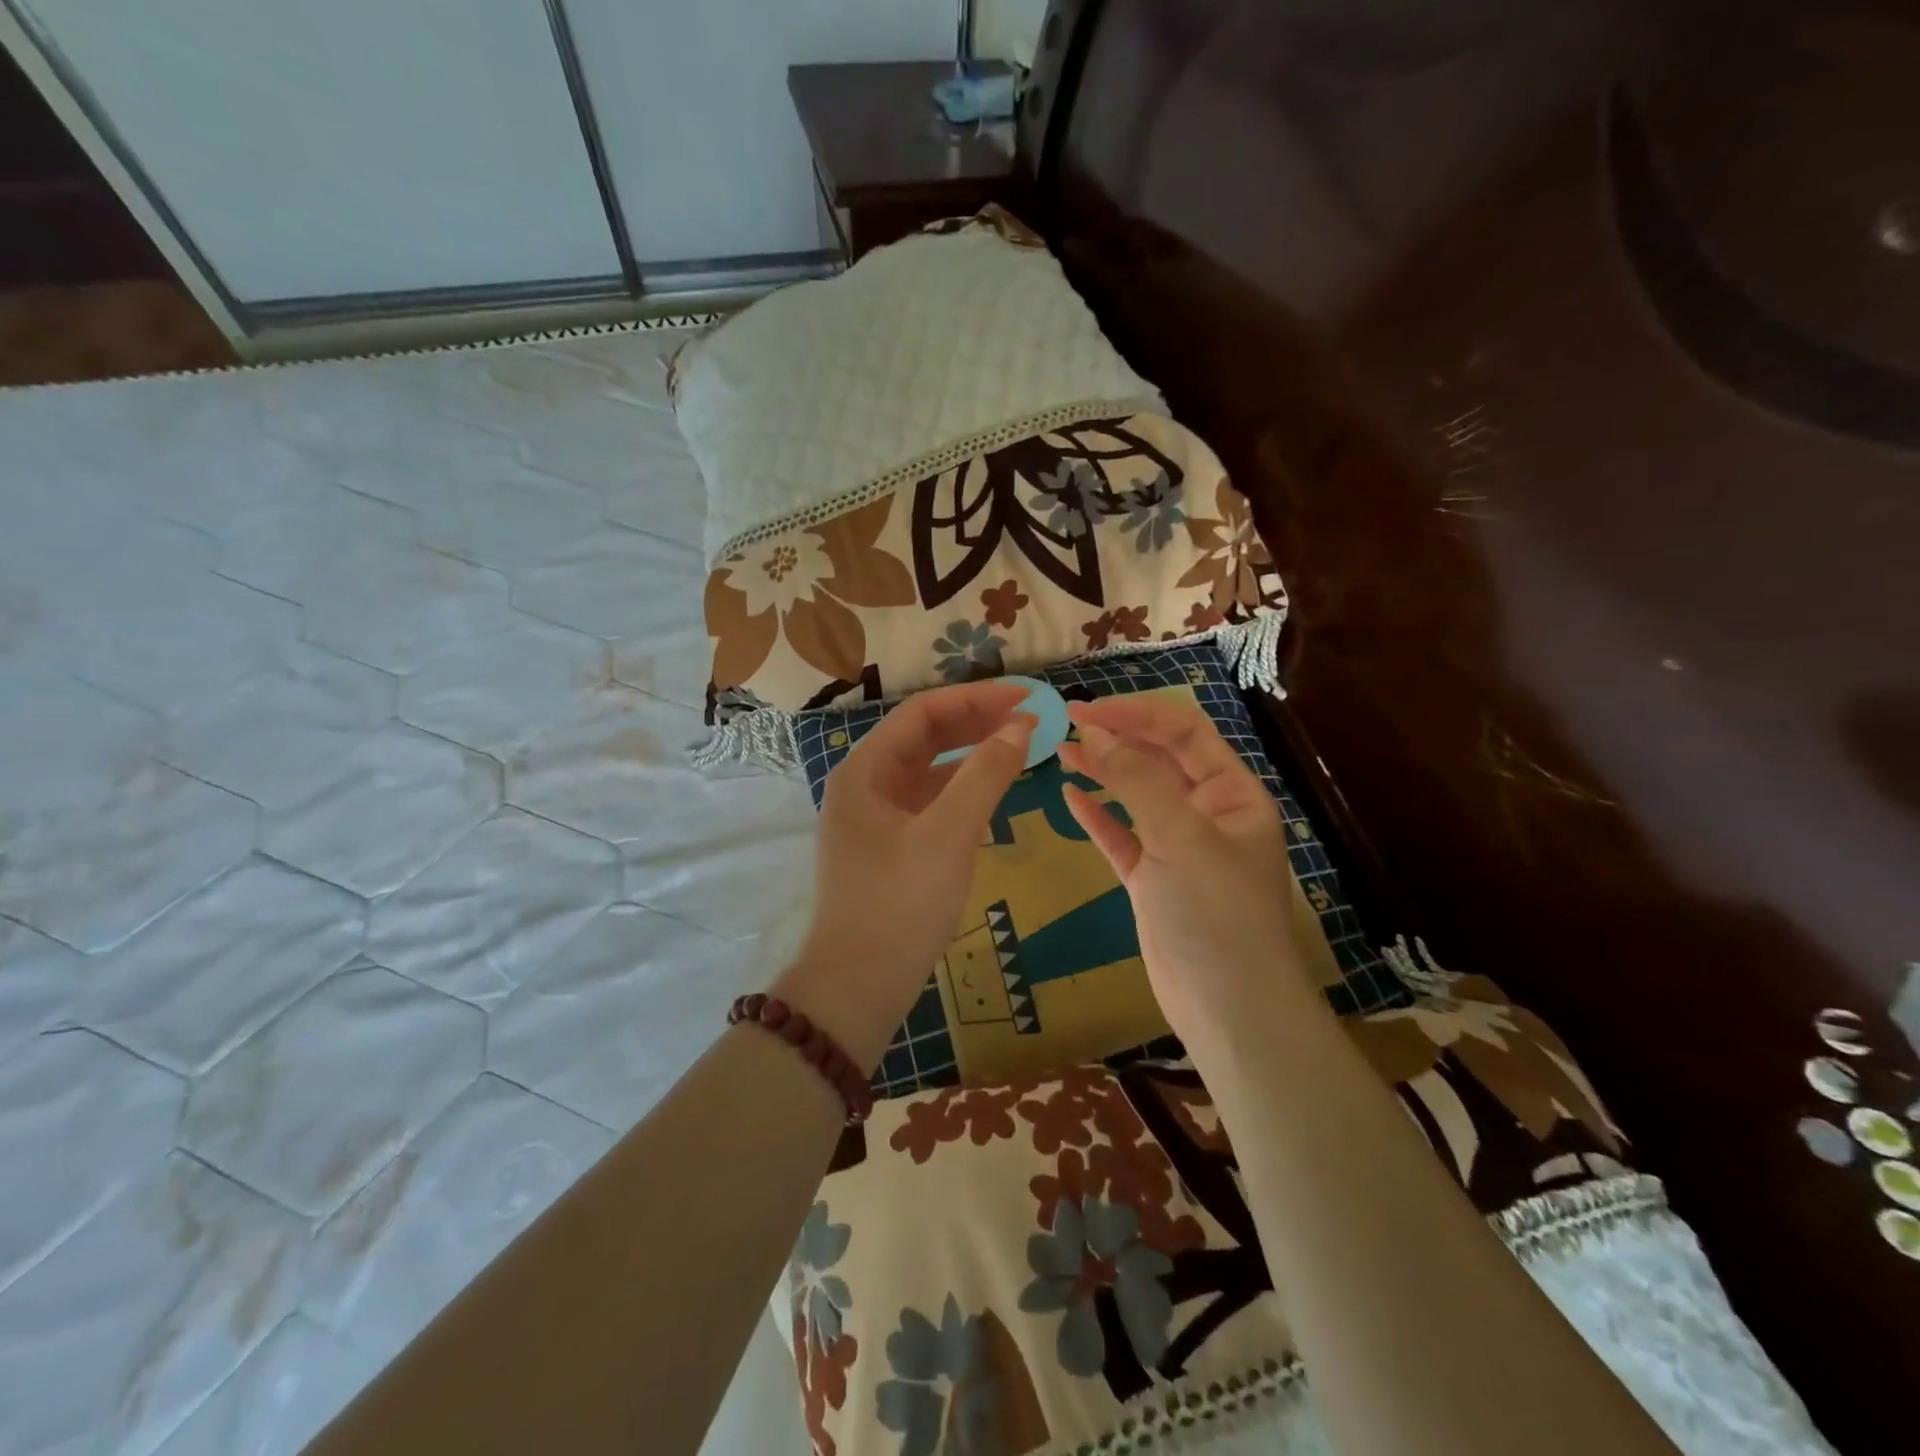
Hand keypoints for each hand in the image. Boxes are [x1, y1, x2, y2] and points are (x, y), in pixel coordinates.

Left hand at [776, 680, 1033, 1070]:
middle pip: (925, 738)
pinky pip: (930, 803)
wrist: (858, 987)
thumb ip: (986, 774)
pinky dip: (962, 792)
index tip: (1026, 699)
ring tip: (1020, 749)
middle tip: (1031, 721)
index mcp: (864, 771)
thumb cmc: (900, 904)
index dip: (976, 699)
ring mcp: (875, 818)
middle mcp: (864, 785)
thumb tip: (1021, 725)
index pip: (922, 713)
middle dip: (977, 723)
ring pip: (929, 771)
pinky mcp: (889, 848)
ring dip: (972, 756)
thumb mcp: (949, 835)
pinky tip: (993, 793)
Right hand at [1058, 695, 1309, 1048]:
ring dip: (1103, 771)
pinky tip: (1070, 797)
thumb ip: (1137, 781)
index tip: (1088, 710)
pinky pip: (1122, 836)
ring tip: (1062, 751)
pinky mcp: (1152, 880)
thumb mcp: (1180, 837)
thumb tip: (1096, 733)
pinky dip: (1098, 816)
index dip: (1137, 714)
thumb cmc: (1215, 913)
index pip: (1184, 733)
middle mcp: (1208, 813)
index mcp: (1232, 793)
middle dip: (1117, 737)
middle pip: (1159, 759)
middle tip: (1066, 722)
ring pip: (1137, 796)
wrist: (1228, 1009)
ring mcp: (1179, 848)